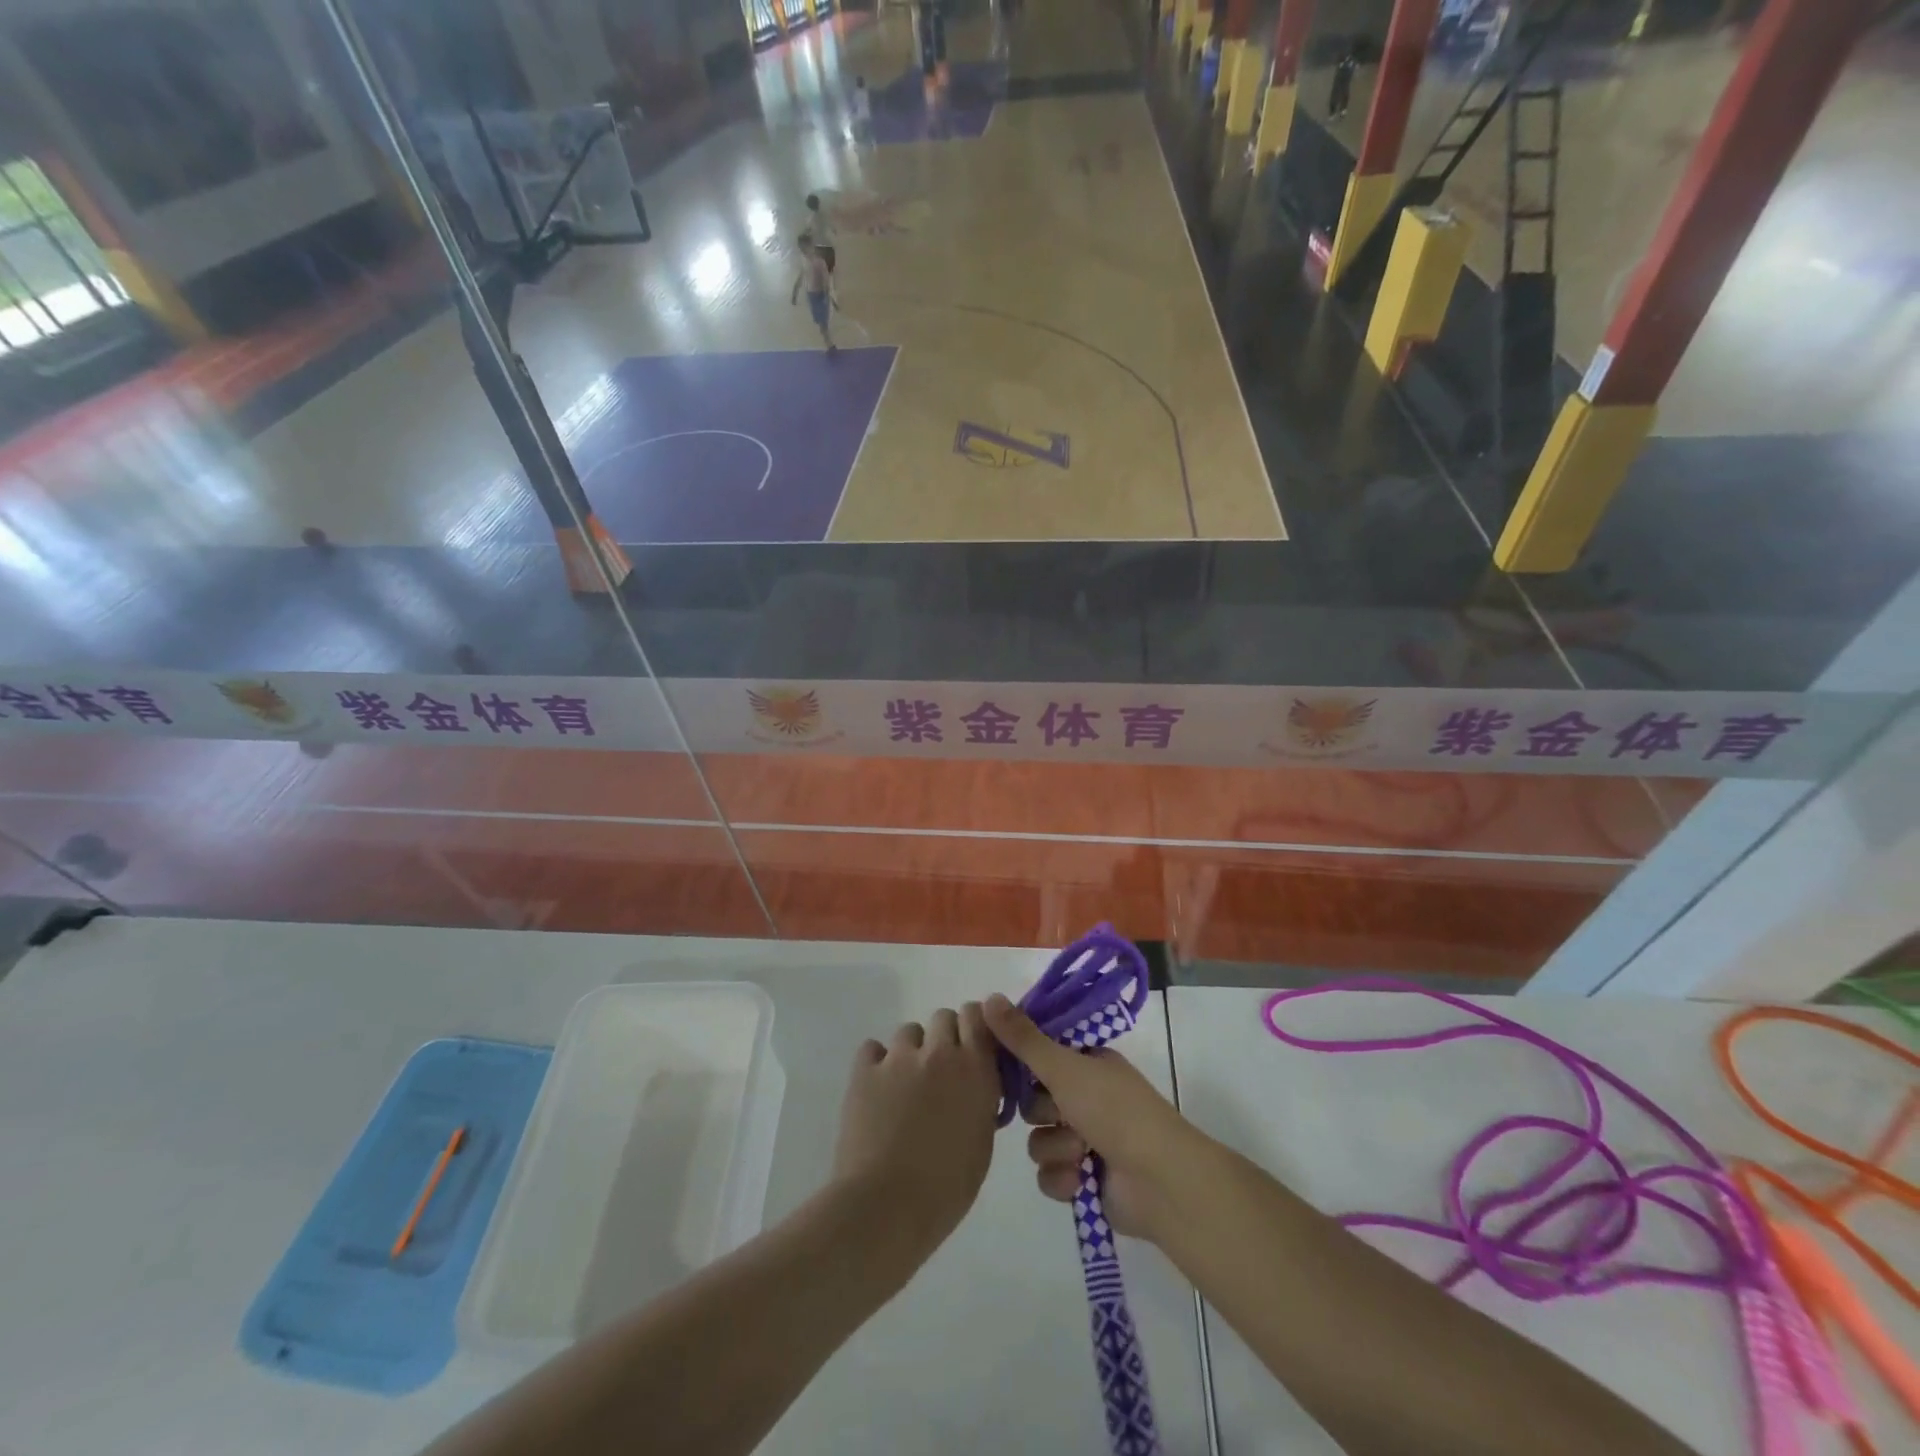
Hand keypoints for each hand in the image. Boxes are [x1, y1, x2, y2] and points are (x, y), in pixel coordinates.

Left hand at [832, 1005, 999, 1249]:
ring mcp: (899, 1058)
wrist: (887, 1207)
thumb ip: (980, 1099)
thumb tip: (972, 1086)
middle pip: (943, 1017)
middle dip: (944, 1038)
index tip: (971, 1045)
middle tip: (938, 1071)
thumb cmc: (946, 1189)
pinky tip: (877, 1089)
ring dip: (911, 1052)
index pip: (978, 1016)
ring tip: (904, 1086)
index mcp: (975, 1070)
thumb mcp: (981, 1141)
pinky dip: (877, 1062)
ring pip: (909, 1032)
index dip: (974, 1025)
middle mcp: (940, 1053)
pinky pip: (873, 1048)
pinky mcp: (865, 1070)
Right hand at [984, 994, 1208, 1241]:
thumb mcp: (1064, 1067)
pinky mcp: (1084, 1179)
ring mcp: (1087, 1139)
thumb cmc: (1114, 1111)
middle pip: (1033, 1101)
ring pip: (1039, 1140)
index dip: (1023, 1062)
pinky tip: (1081, 1180)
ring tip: (1081, 1152)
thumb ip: (1023, 1038)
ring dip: (1056, 1148)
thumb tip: (988, 997)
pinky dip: (1062, 1178)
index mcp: (1088, 1063)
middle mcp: (1087, 1097)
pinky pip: (1049, 1175)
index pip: (1040, 1054)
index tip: (1005, 1065)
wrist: (1159, 1181)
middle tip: (1060, 1112)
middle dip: (1042, 1113)